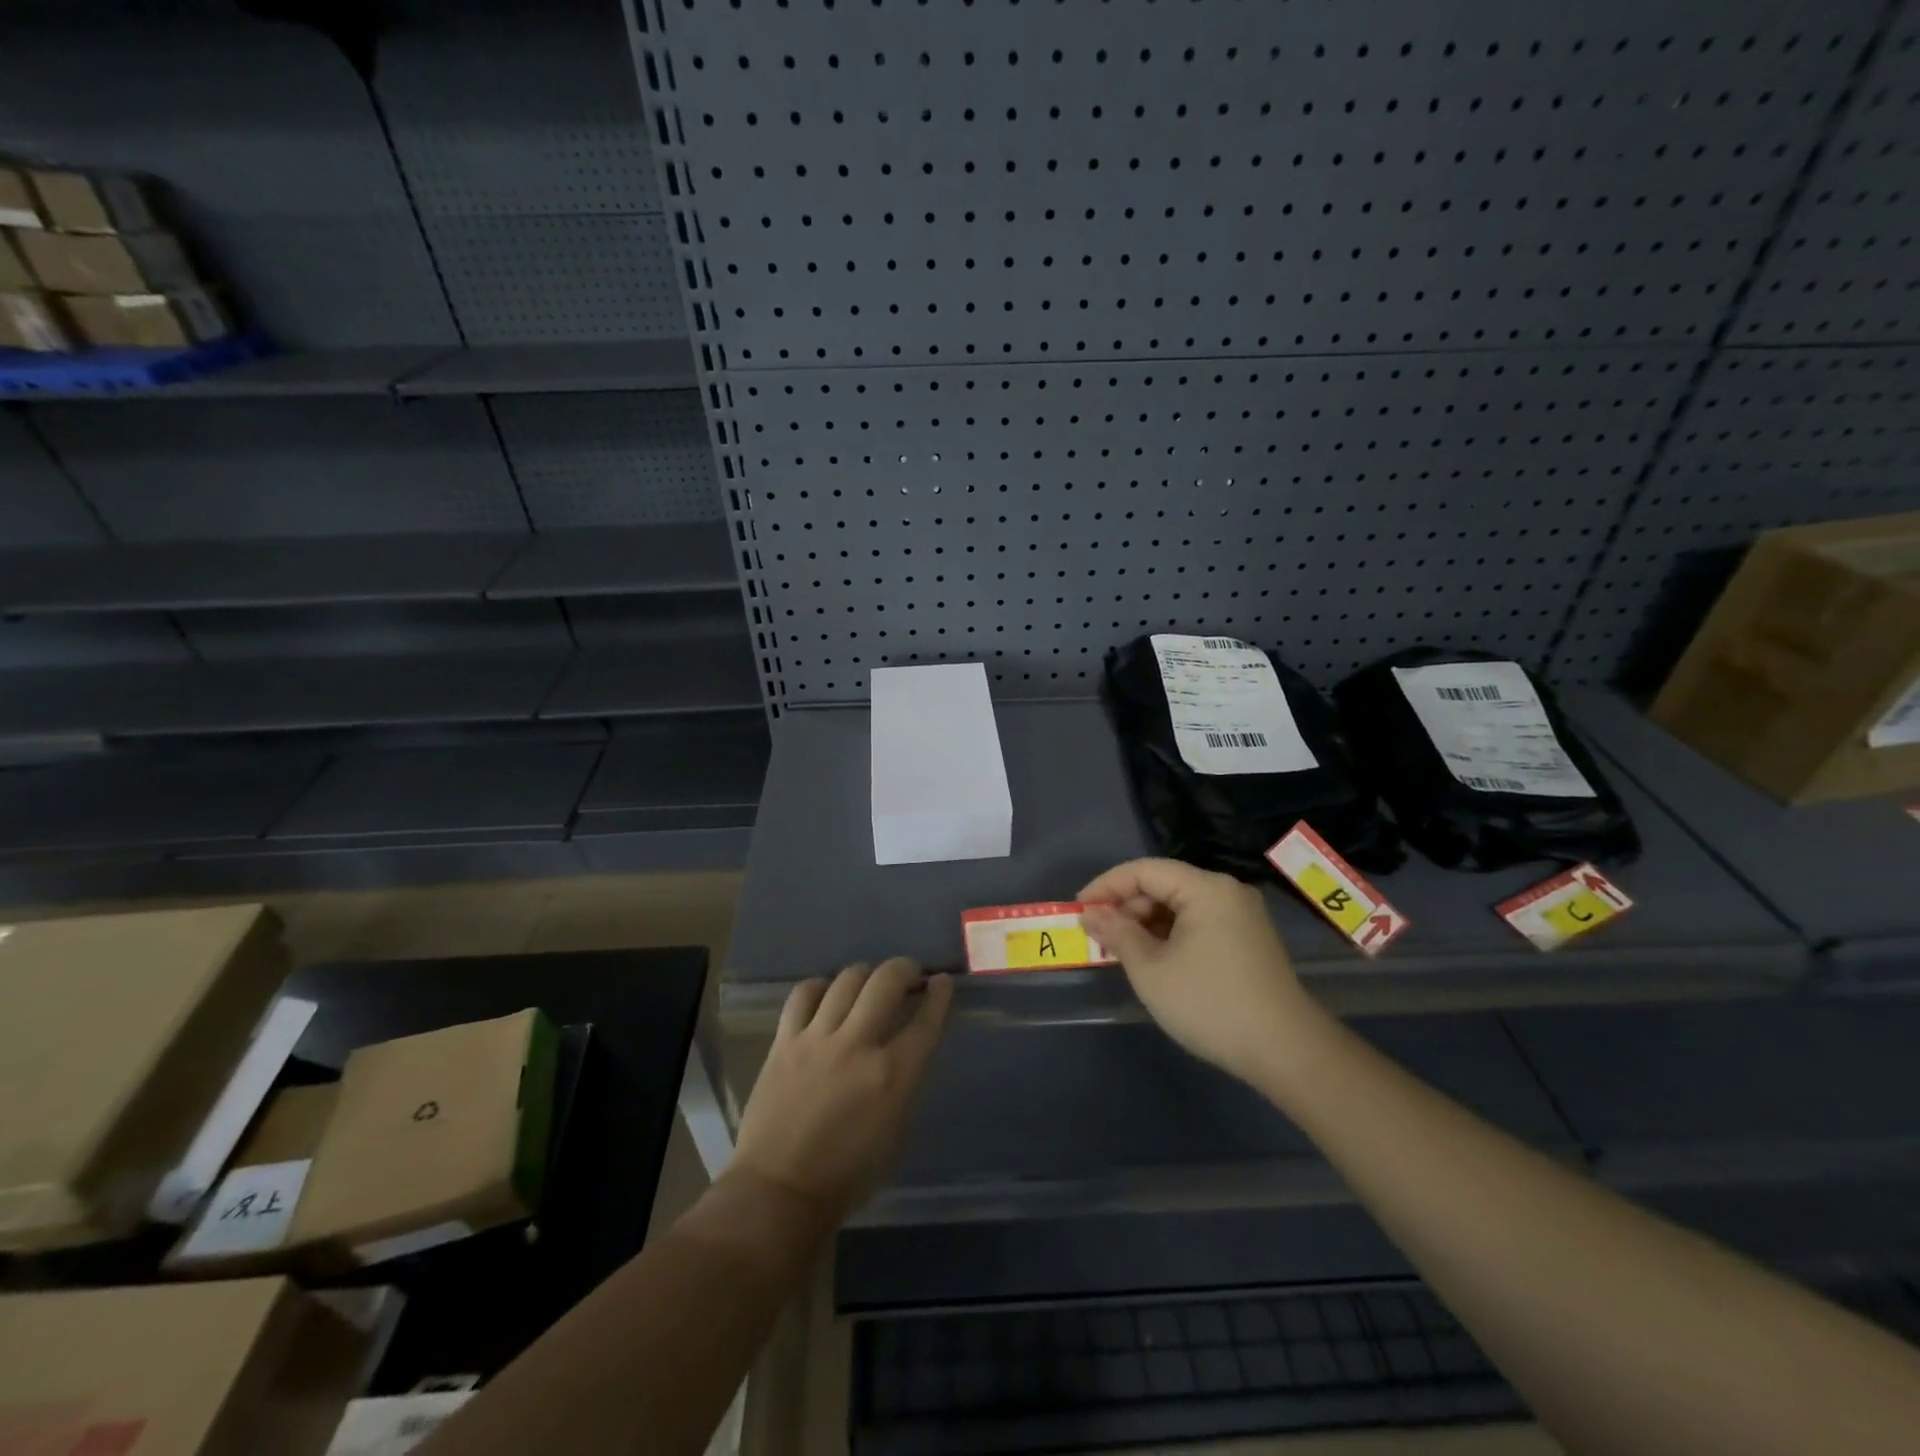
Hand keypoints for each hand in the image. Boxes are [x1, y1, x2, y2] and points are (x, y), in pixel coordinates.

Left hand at [730, 958, 952, 1223]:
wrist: (778, 1192)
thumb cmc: (846, 1176)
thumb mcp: (895, 1132)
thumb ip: (903, 1082)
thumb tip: (906, 1049)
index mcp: (892, 1076)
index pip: (925, 1021)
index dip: (940, 995)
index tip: (942, 982)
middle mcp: (857, 1046)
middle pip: (887, 981)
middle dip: (905, 969)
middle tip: (909, 974)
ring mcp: (817, 1039)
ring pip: (847, 979)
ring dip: (866, 975)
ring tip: (869, 983)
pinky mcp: (784, 1042)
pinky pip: (803, 995)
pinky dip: (820, 987)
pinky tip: (826, 995)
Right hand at [1080, 858, 1310, 1085]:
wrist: (1286, 1052)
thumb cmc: (1211, 1005)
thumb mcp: (1152, 970)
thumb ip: (1117, 934)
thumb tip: (1090, 913)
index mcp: (1206, 889)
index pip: (1144, 870)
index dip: (1106, 886)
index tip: (1078, 910)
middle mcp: (1226, 892)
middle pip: (1163, 885)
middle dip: (1126, 907)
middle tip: (1097, 936)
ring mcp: (1241, 916)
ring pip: (1179, 906)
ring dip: (1145, 923)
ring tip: (1120, 951)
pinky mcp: (1247, 940)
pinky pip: (1197, 923)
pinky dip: (1169, 935)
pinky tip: (1152, 959)